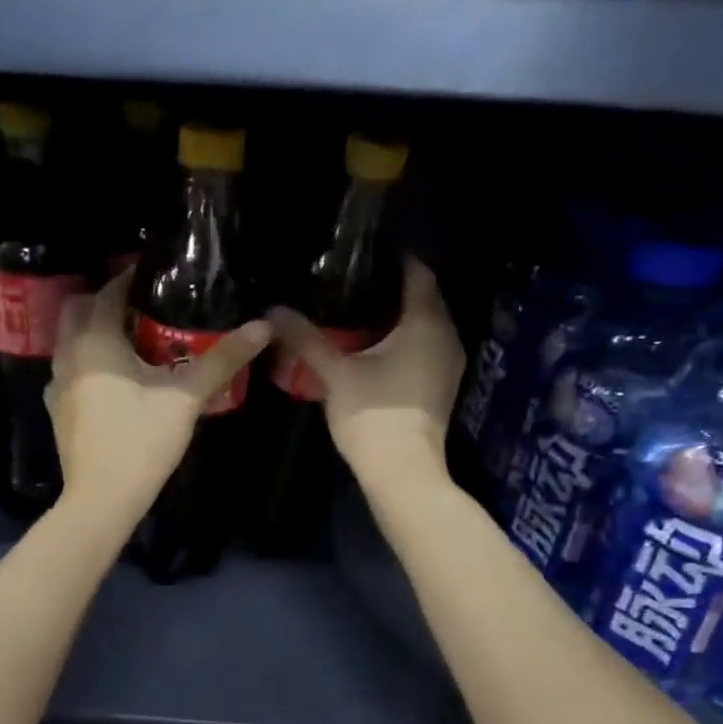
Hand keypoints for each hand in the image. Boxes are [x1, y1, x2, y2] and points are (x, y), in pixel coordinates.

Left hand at [47, 269, 270, 524]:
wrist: (102, 499)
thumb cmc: (141, 442)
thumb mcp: (186, 398)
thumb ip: (222, 360)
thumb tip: (262, 326)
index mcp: (95, 342)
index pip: (109, 293)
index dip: (131, 279)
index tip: (156, 275)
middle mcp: (68, 356)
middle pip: (79, 311)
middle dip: (105, 302)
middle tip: (142, 307)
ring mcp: (58, 386)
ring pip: (71, 343)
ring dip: (95, 333)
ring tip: (133, 341)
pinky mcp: (59, 411)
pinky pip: (71, 372)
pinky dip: (89, 364)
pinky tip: (115, 381)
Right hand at [266, 257, 462, 495]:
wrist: (402, 471)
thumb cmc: (372, 414)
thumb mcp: (334, 372)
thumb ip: (306, 338)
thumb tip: (273, 310)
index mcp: (426, 321)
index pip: (417, 272)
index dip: (394, 257)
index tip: (365, 252)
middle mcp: (446, 335)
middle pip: (423, 298)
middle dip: (392, 287)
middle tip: (354, 280)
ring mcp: (449, 363)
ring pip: (425, 325)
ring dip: (398, 317)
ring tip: (359, 310)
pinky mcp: (441, 385)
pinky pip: (425, 348)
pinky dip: (404, 341)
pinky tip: (375, 347)